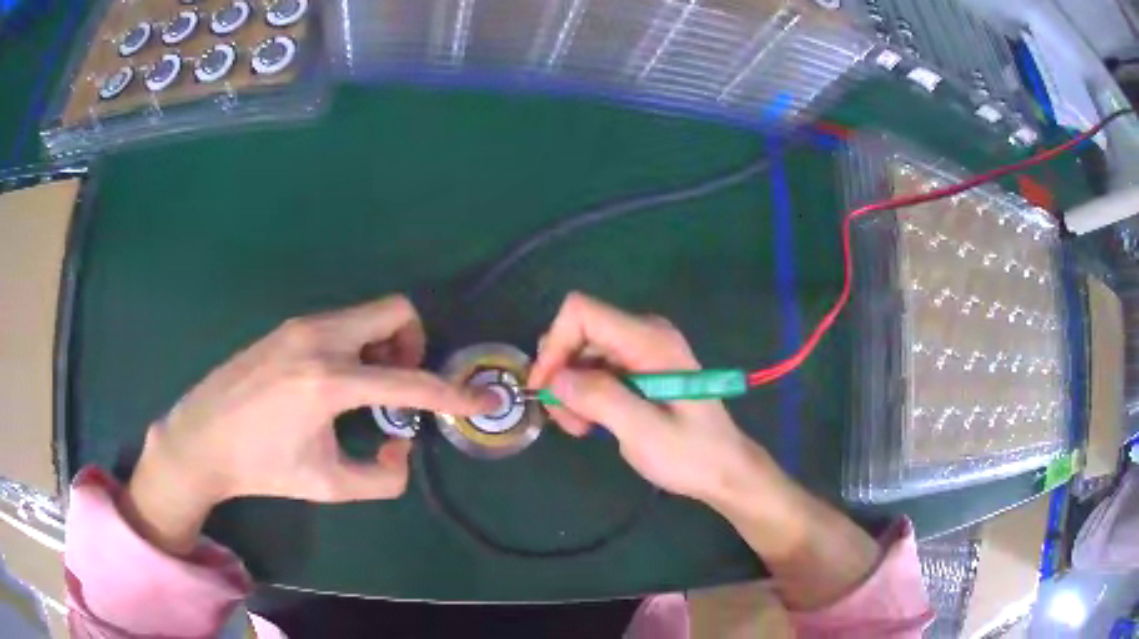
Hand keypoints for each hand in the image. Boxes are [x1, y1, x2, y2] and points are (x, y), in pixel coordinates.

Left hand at [123, 295, 494, 554]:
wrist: (201, 439)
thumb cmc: (262, 468)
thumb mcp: (328, 485)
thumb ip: (382, 478)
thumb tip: (401, 446)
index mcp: (328, 380)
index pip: (409, 379)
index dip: (452, 393)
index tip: (479, 399)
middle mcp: (318, 338)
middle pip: (394, 310)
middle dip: (414, 344)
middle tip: (401, 384)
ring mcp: (299, 326)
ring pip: (366, 313)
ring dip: (383, 344)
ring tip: (367, 388)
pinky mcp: (286, 327)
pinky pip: (341, 322)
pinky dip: (356, 344)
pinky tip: (334, 381)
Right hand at [528, 292, 787, 508]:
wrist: (724, 469)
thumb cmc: (691, 454)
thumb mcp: (645, 432)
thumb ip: (601, 400)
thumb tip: (555, 379)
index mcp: (650, 341)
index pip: (581, 312)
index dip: (555, 345)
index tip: (547, 389)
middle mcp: (643, 335)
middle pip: (577, 333)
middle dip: (561, 374)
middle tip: (566, 419)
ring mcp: (640, 351)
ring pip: (580, 354)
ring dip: (569, 390)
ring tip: (580, 428)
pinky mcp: (637, 368)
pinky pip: (593, 370)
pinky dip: (582, 395)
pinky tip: (590, 424)